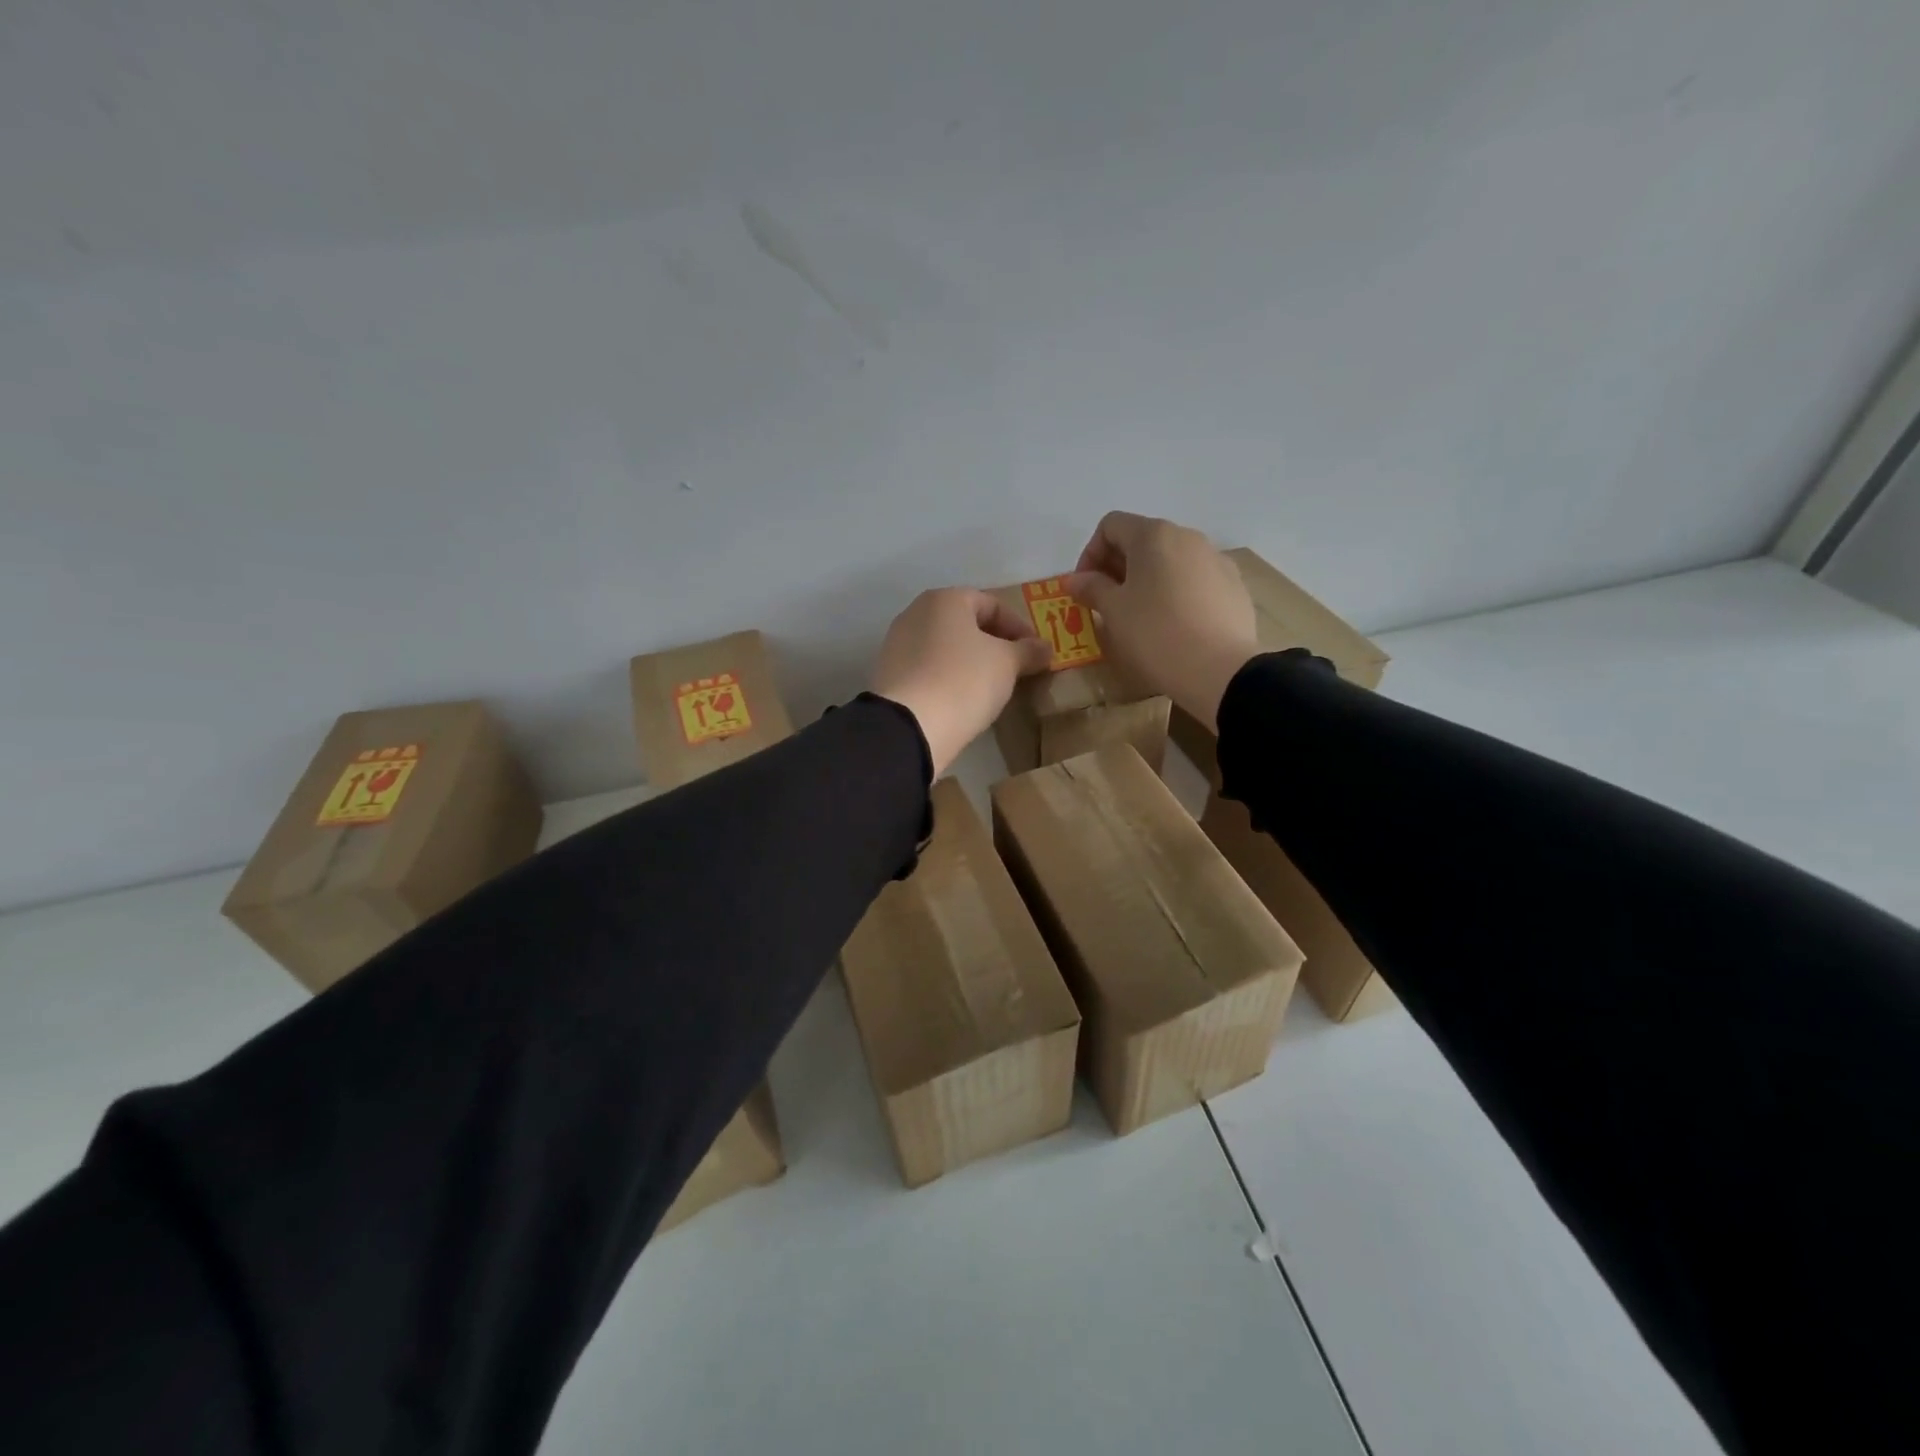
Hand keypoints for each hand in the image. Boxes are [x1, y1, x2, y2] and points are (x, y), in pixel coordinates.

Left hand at [870, 588, 1052, 776]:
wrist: (910, 726)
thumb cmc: (964, 681)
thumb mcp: (1007, 664)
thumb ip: (1028, 651)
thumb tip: (1044, 648)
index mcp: (944, 600)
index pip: (991, 604)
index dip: (1019, 627)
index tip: (1036, 653)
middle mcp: (915, 613)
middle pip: (965, 623)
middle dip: (994, 643)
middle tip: (1017, 668)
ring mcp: (897, 644)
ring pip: (946, 647)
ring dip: (971, 661)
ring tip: (993, 686)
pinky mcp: (890, 675)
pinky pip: (929, 669)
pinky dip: (949, 677)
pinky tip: (964, 699)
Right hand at [1065, 512, 1260, 732]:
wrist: (1221, 670)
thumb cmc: (1156, 633)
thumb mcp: (1114, 612)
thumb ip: (1092, 588)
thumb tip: (1074, 579)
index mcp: (1154, 535)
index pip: (1111, 526)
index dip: (1090, 554)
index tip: (1084, 588)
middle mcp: (1188, 537)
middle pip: (1142, 540)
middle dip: (1117, 567)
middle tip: (1106, 603)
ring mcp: (1216, 560)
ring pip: (1170, 561)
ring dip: (1147, 580)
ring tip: (1139, 616)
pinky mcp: (1234, 586)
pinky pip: (1194, 580)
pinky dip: (1175, 593)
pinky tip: (1173, 625)